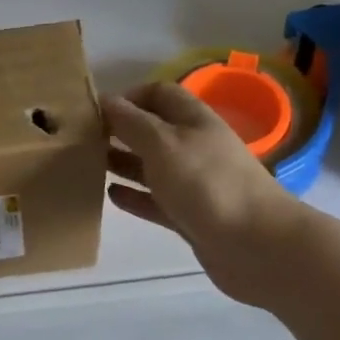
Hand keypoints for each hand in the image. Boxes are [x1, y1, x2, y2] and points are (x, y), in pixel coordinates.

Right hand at [104, 82, 307, 306]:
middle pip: (152, 130)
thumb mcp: (163, 143)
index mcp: (193, 120)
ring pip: (151, 166)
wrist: (257, 246)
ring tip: (88, 164)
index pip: (158, 93)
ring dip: (123, 162)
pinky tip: (110, 195)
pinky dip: (134, 195)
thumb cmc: (207, 183)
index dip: (128, 96)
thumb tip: (103, 99)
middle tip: (82, 139)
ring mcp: (194, 183)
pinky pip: (156, 200)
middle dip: (120, 130)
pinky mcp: (191, 216)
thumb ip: (131, 122)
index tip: (95, 110)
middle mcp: (194, 146)